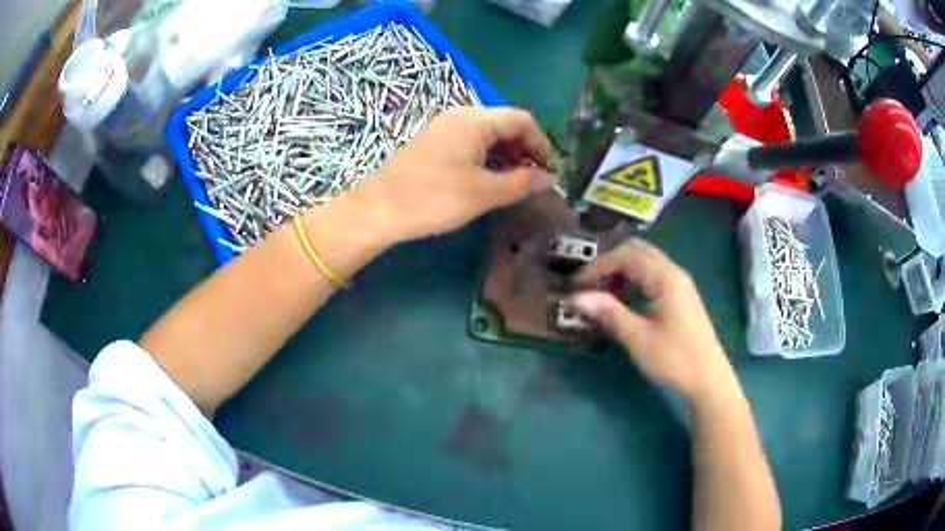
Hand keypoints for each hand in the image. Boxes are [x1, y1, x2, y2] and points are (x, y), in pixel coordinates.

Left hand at [360, 106, 555, 242]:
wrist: (380, 209)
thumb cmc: (435, 198)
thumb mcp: (484, 192)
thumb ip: (521, 182)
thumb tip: (548, 178)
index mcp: (474, 120)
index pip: (521, 120)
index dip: (541, 144)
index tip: (548, 172)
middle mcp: (460, 116)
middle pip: (505, 124)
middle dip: (525, 149)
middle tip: (533, 180)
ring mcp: (444, 128)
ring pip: (488, 134)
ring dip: (507, 155)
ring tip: (514, 183)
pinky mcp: (434, 143)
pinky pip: (470, 142)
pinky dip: (487, 157)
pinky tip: (489, 180)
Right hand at [570, 238, 737, 400]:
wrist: (708, 378)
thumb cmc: (674, 359)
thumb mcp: (638, 338)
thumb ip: (608, 313)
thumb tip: (576, 297)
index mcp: (665, 278)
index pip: (625, 256)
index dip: (597, 266)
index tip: (575, 284)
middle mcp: (674, 272)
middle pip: (637, 250)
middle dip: (609, 263)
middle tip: (588, 284)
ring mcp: (679, 283)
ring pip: (645, 262)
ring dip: (621, 271)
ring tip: (601, 293)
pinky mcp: (681, 295)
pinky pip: (653, 275)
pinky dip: (634, 280)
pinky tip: (624, 301)